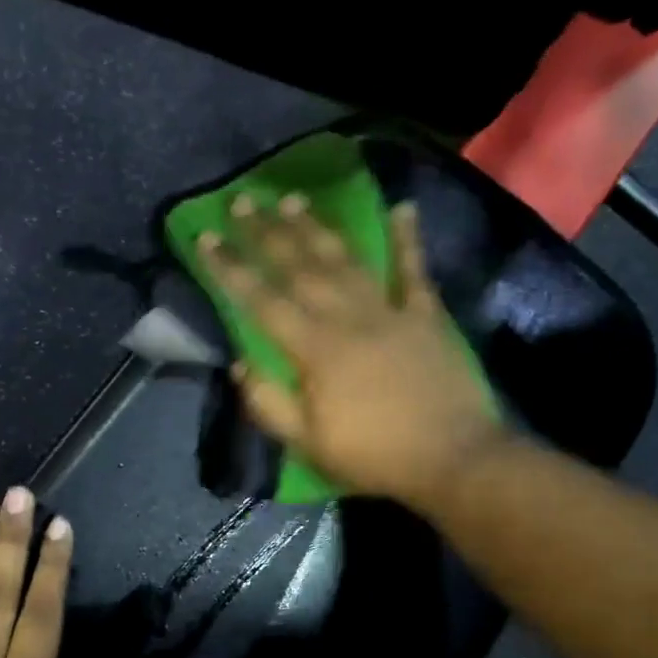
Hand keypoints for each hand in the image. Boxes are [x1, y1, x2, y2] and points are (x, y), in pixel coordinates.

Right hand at [197, 194, 503, 512]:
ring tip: (293, 199)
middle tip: (242, 201)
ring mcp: (390, 311)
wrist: (452, 458)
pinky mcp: (426, 315)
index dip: (230, 269)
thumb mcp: (307, 444)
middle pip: (300, 267)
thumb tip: (238, 364)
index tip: (205, 238)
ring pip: (346, 260)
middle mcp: (348, 317)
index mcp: (314, 349)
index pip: (261, 301)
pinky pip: (414, 270)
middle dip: (266, 233)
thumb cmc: (373, 456)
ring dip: (317, 227)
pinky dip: (408, 239)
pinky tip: (403, 207)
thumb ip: (268, 403)